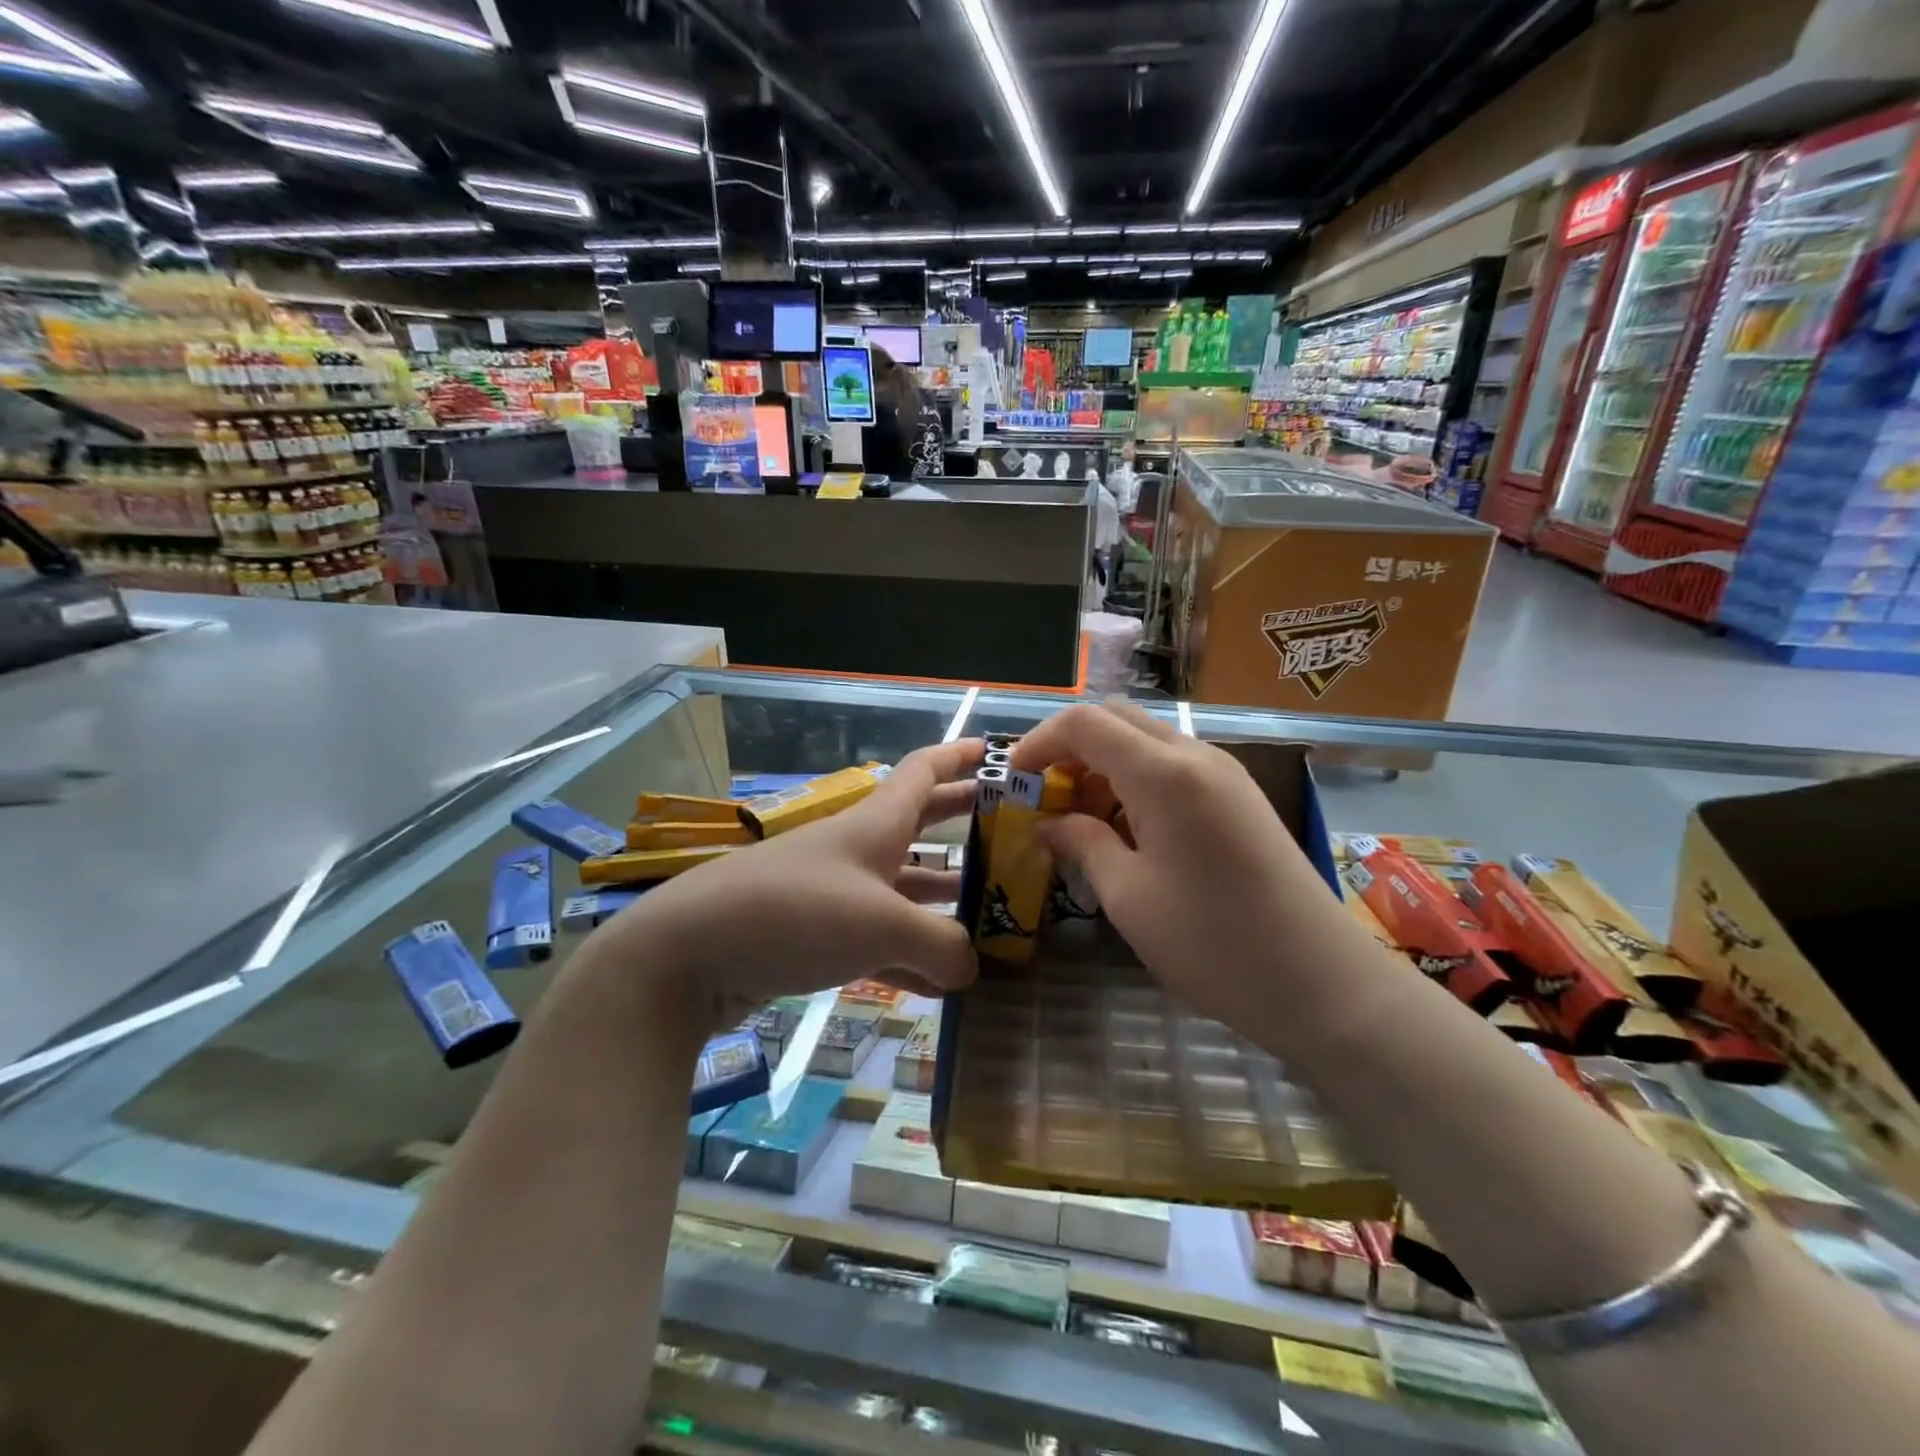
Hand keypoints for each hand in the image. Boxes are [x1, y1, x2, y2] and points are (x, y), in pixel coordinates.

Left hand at [576, 739, 983, 1031]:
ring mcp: (834, 892)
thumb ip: (940, 945)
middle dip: (963, 821)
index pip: (924, 770)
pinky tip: (941, 984)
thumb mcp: (882, 925)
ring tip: (992, 915)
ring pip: (903, 887)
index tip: (998, 752)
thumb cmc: (796, 913)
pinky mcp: (814, 935)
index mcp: (875, 824)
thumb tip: (968, 968)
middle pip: (919, 823)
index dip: (961, 755)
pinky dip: (910, 954)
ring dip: (944, 897)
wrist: (690, 952)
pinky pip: (877, 939)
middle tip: (1011, 829)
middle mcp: (857, 849)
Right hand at [1010, 701, 1333, 1030]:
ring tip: (1083, 823)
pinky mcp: (1239, 797)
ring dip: (1104, 766)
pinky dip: (1136, 781)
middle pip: (1116, 719)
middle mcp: (1195, 756)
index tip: (1012, 780)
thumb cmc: (1213, 944)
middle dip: (1069, 749)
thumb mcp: (1129, 897)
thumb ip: (1083, 844)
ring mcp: (1224, 774)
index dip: (1038, 743)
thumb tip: (1049, 824)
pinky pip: (1173, 767)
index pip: (1084, 723)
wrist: (1322, 982)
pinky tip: (1129, 832)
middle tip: (1046, 800)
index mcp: (1163, 774)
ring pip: (1146, 741)